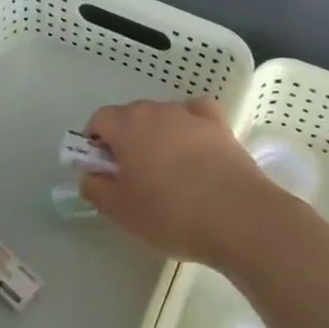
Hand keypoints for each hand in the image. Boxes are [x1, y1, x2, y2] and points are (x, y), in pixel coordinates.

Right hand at [81, 99, 278, 268]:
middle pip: (130, 116)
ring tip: (168, 173)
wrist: (238, 217)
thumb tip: (90, 175)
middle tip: (133, 178)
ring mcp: (190, 114)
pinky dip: (189, 127)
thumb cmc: (170, 213)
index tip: (102, 171)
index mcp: (127, 126)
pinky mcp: (219, 125)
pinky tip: (194, 149)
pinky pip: (195, 116)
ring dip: (157, 136)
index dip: (95, 143)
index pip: (99, 120)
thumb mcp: (121, 211)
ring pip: (162, 117)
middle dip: (125, 140)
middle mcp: (156, 110)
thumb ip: (96, 189)